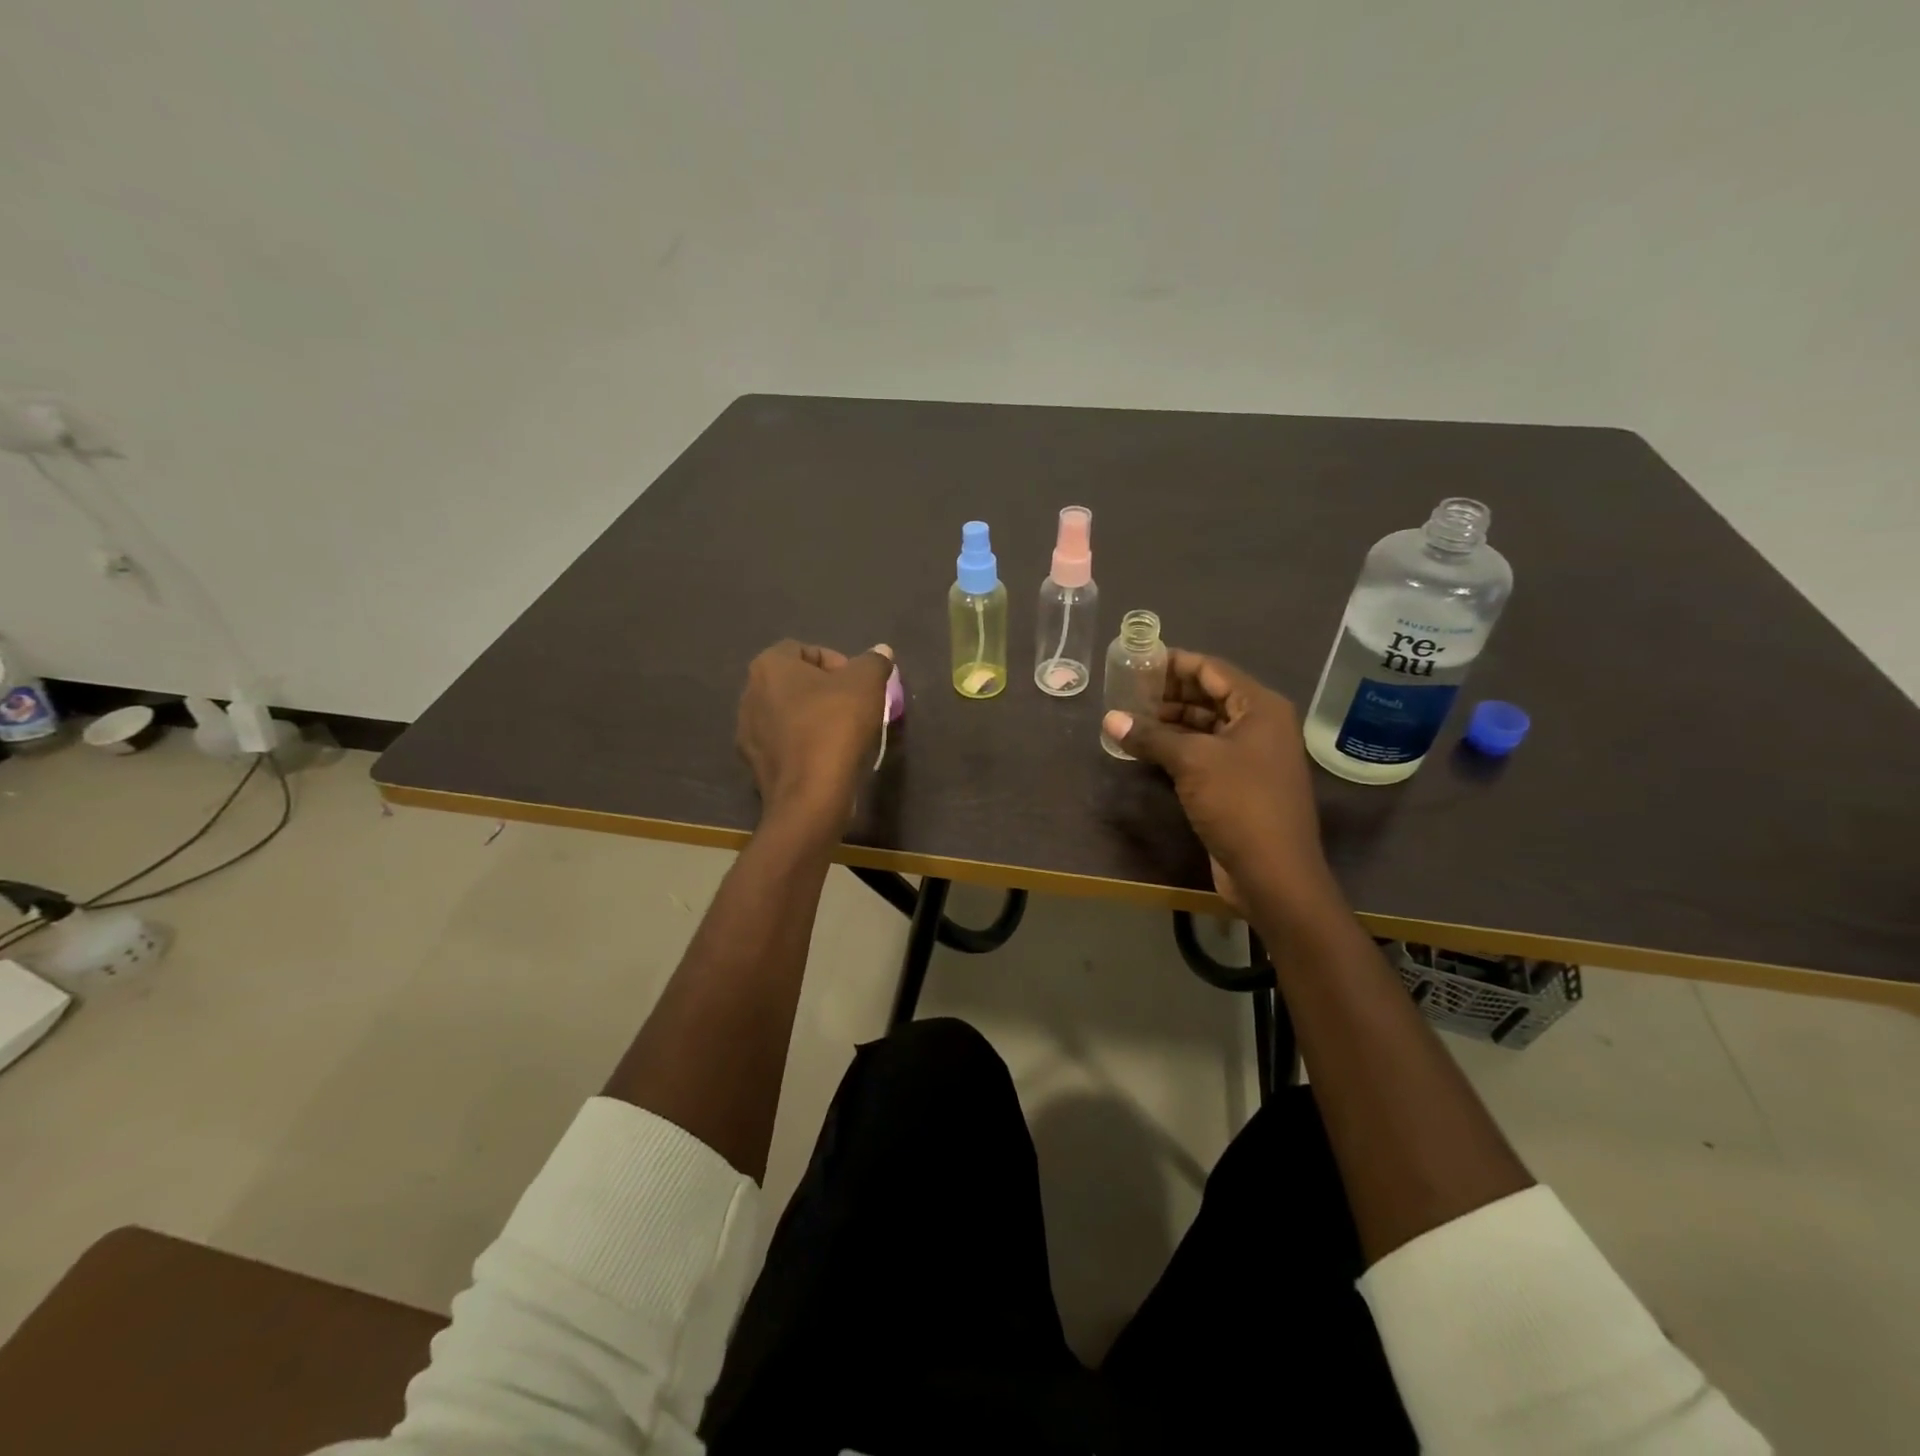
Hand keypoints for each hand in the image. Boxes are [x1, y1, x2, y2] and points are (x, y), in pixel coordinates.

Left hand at [738, 640, 893, 827]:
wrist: (810, 796)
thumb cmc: (835, 727)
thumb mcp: (867, 684)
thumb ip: (874, 661)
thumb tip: (880, 651)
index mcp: (769, 666)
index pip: (804, 650)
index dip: (837, 663)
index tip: (859, 686)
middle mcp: (749, 693)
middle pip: (794, 682)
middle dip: (824, 691)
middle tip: (854, 708)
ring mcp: (747, 731)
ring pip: (787, 714)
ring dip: (812, 718)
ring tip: (841, 735)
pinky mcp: (753, 764)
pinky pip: (783, 743)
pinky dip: (802, 745)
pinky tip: (825, 758)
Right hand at [1103, 650, 1331, 910]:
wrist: (1274, 872)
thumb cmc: (1239, 803)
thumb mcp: (1192, 762)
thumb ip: (1151, 735)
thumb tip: (1110, 719)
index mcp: (1260, 707)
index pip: (1212, 669)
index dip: (1175, 663)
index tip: (1138, 660)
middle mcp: (1260, 725)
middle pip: (1209, 696)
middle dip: (1169, 693)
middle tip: (1128, 690)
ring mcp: (1251, 756)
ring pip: (1206, 726)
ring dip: (1171, 722)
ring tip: (1131, 719)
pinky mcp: (1240, 784)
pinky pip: (1206, 754)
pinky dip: (1178, 748)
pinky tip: (1148, 750)